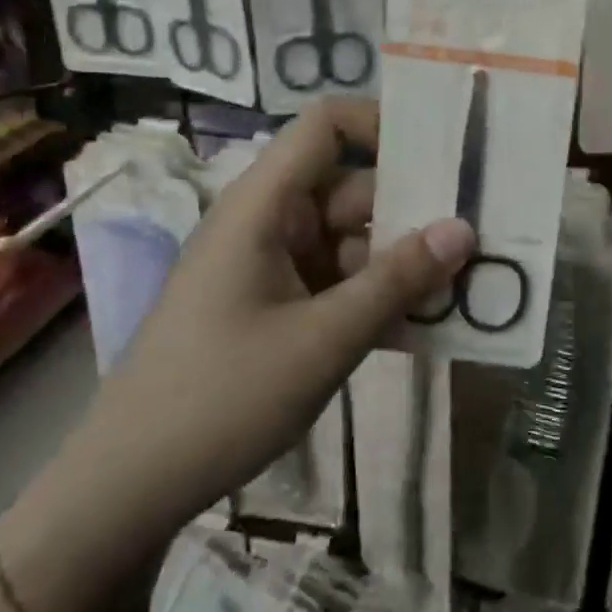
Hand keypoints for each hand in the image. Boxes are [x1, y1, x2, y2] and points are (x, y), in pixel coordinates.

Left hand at [0, 99, 474, 611]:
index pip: (325, 126)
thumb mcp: (323, 340)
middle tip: (482, 233)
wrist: (129, 488)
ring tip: (468, 283)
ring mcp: (271, 265)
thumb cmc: (221, 397)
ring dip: (402, 261)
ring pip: (352, 239)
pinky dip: (376, 295)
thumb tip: (465, 229)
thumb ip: (397, 281)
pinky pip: (338, 281)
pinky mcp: (275, 305)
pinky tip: (425, 324)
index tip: (442, 155)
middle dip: (414, 209)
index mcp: (264, 205)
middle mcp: (269, 222)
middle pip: (352, 188)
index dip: (382, 124)